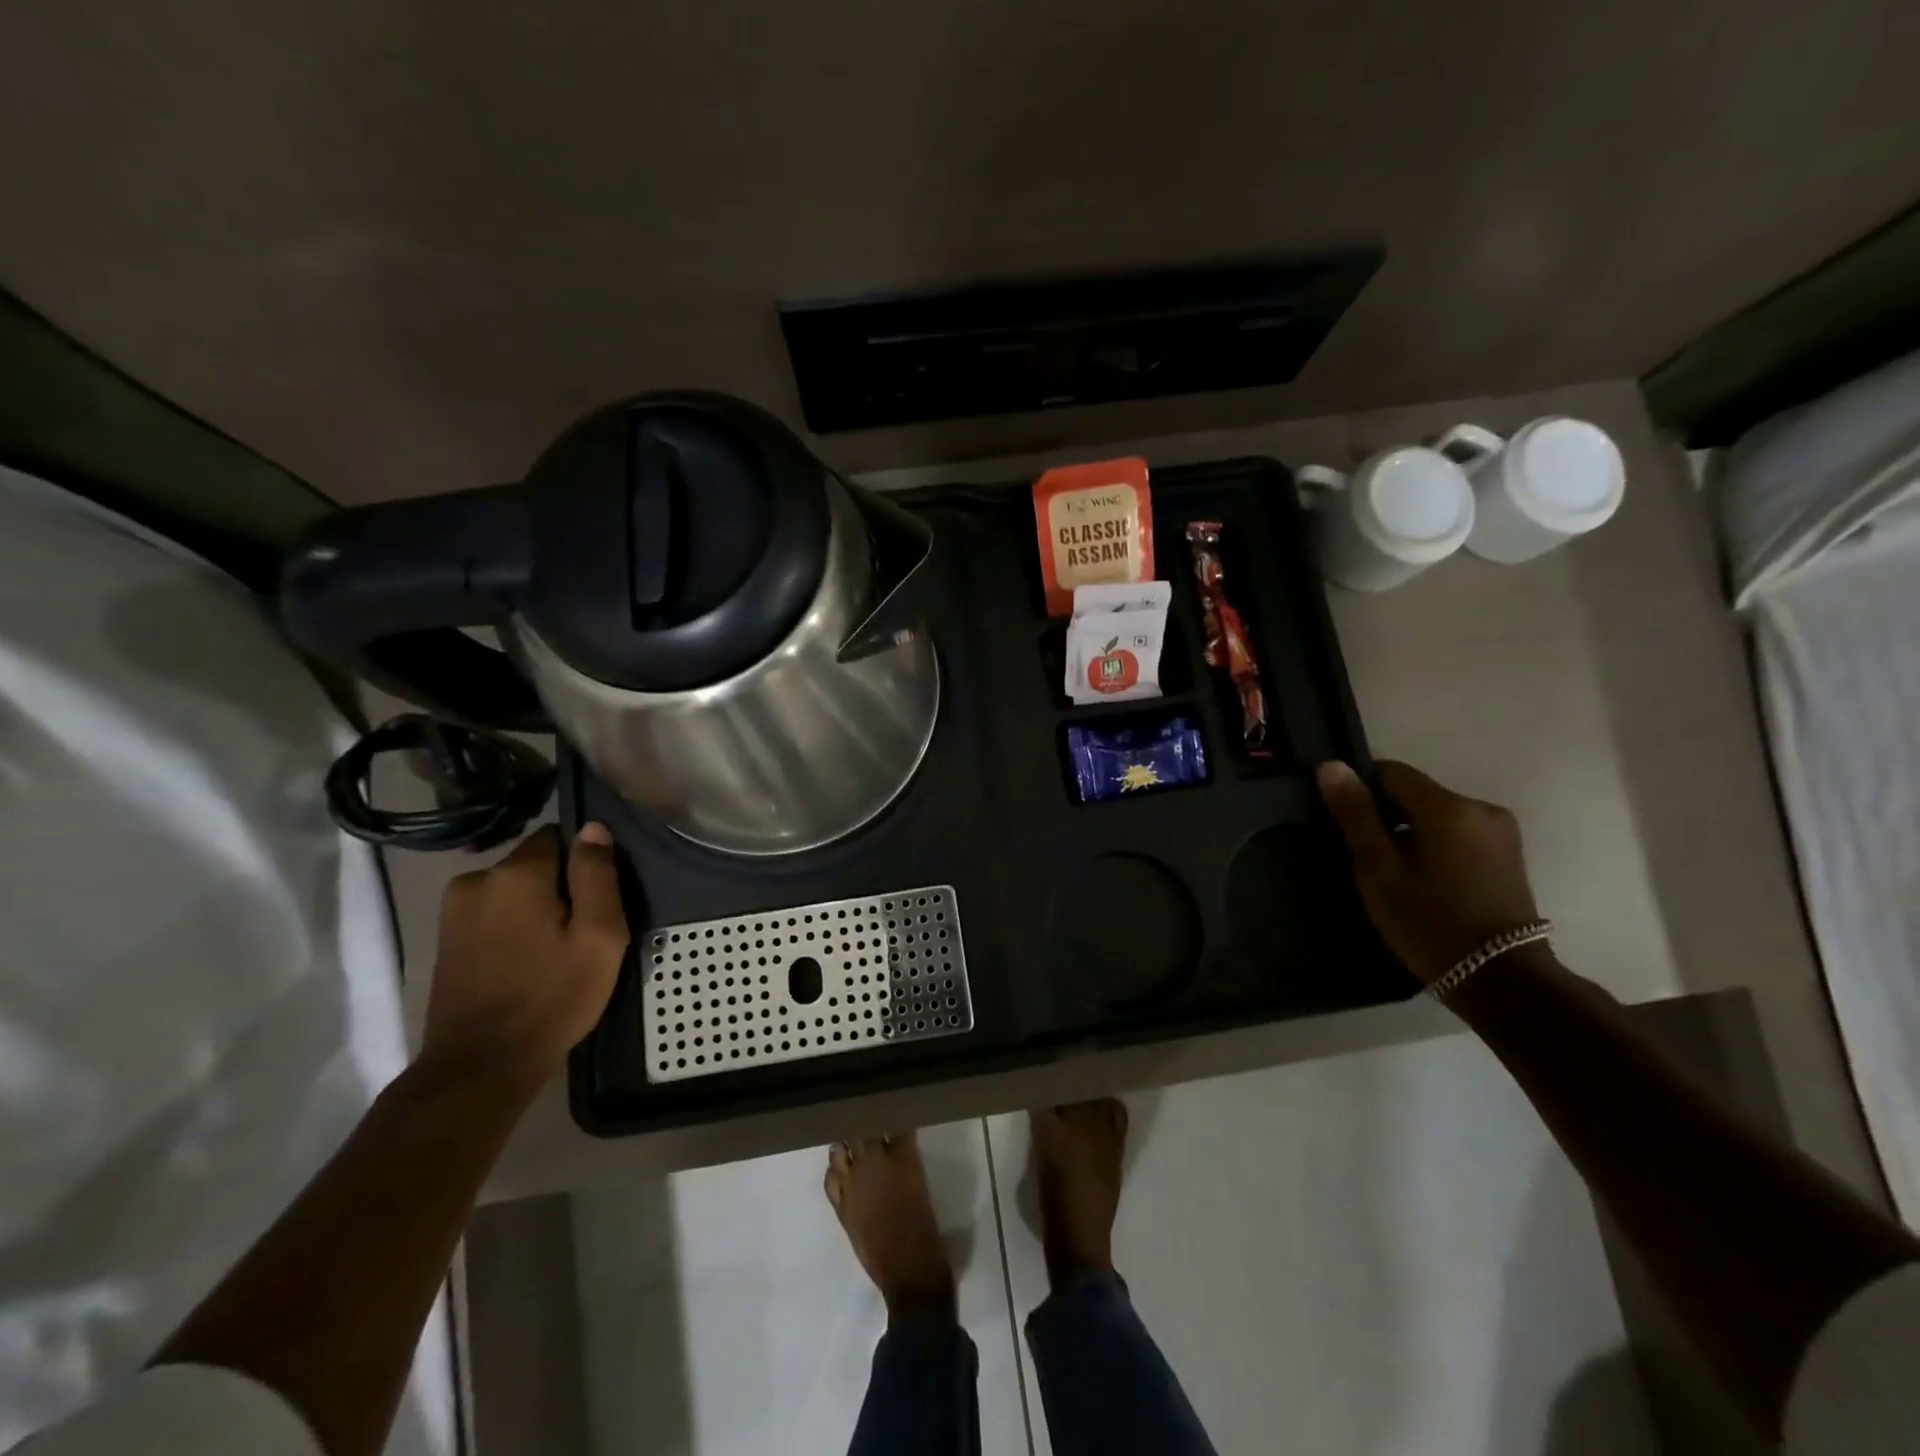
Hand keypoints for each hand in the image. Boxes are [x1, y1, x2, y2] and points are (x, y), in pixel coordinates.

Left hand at [422, 823, 629, 1091]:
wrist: (481, 1067)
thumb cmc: (553, 997)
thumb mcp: (599, 936)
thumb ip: (598, 875)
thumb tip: (593, 827)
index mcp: (516, 873)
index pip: (560, 835)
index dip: (586, 863)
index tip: (600, 898)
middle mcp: (477, 879)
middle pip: (536, 862)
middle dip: (561, 885)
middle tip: (583, 930)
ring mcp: (454, 910)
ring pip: (514, 888)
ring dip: (536, 906)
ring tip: (556, 949)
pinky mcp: (445, 938)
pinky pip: (493, 912)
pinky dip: (513, 925)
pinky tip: (527, 960)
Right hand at [1317, 760, 1540, 983]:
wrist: (1501, 979)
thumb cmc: (1429, 923)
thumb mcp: (1378, 871)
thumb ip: (1355, 815)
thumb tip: (1331, 766)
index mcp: (1447, 807)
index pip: (1390, 772)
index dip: (1362, 793)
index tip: (1349, 829)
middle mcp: (1480, 806)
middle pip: (1415, 791)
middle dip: (1387, 814)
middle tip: (1368, 857)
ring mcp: (1500, 830)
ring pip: (1436, 812)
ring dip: (1411, 830)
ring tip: (1396, 872)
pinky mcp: (1508, 852)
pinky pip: (1457, 830)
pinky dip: (1435, 843)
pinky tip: (1426, 878)